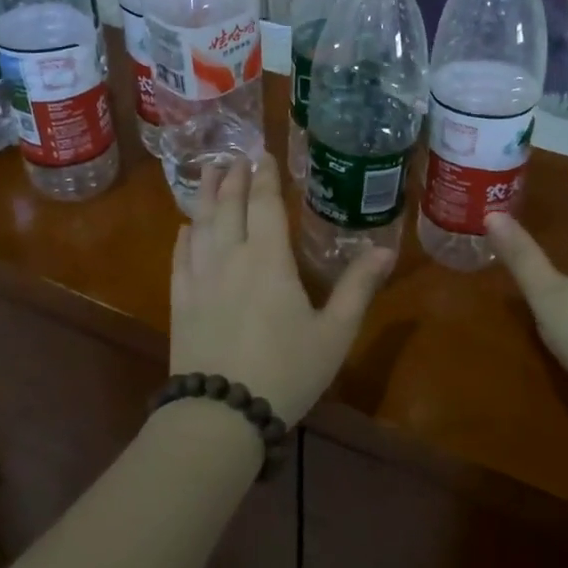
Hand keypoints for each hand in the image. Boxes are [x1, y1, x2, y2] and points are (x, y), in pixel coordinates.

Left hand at [170, 154, 392, 426]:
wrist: (222, 413)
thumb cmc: (287, 371)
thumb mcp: (335, 333)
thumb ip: (358, 288)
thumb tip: (386, 250)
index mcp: (269, 260)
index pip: (266, 205)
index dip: (266, 177)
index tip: (264, 155)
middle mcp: (230, 258)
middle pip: (229, 206)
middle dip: (233, 178)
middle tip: (236, 156)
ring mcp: (200, 278)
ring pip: (200, 224)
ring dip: (206, 195)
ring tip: (211, 173)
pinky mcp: (180, 301)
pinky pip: (180, 257)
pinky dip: (184, 236)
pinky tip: (185, 227)